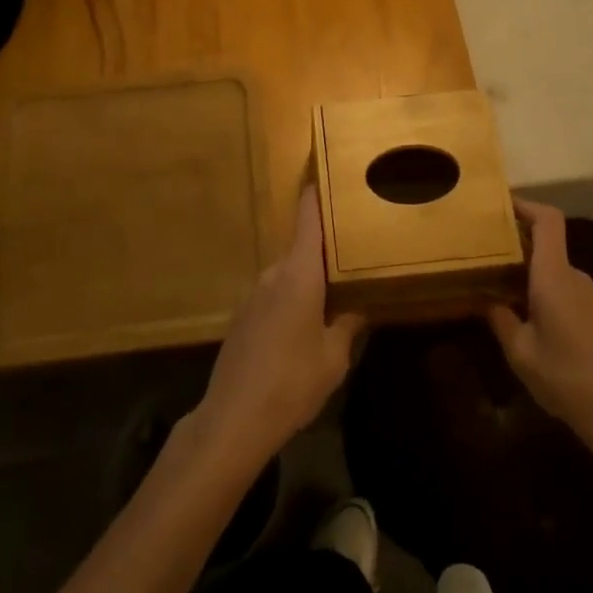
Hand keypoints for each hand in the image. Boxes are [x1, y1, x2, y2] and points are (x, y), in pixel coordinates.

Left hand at [191, 191, 364, 470]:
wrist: (233, 418)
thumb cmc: (291, 383)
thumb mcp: (333, 358)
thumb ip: (348, 325)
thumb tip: (360, 307)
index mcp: (299, 273)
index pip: (308, 218)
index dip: (318, 193)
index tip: (331, 173)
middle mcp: (274, 273)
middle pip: (304, 247)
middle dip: (328, 251)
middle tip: (356, 256)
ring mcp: (254, 293)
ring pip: (290, 274)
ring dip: (310, 280)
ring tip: (336, 298)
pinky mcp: (243, 315)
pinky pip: (275, 294)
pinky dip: (293, 299)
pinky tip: (304, 328)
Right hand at [487, 200, 592, 465]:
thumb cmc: (567, 377)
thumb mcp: (521, 352)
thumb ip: (501, 320)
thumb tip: (489, 301)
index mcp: (555, 275)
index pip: (548, 220)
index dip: (525, 204)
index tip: (498, 205)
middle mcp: (574, 276)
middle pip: (546, 243)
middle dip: (515, 242)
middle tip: (483, 251)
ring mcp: (589, 296)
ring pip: (553, 269)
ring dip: (527, 270)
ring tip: (496, 284)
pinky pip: (563, 288)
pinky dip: (541, 289)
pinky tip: (523, 314)